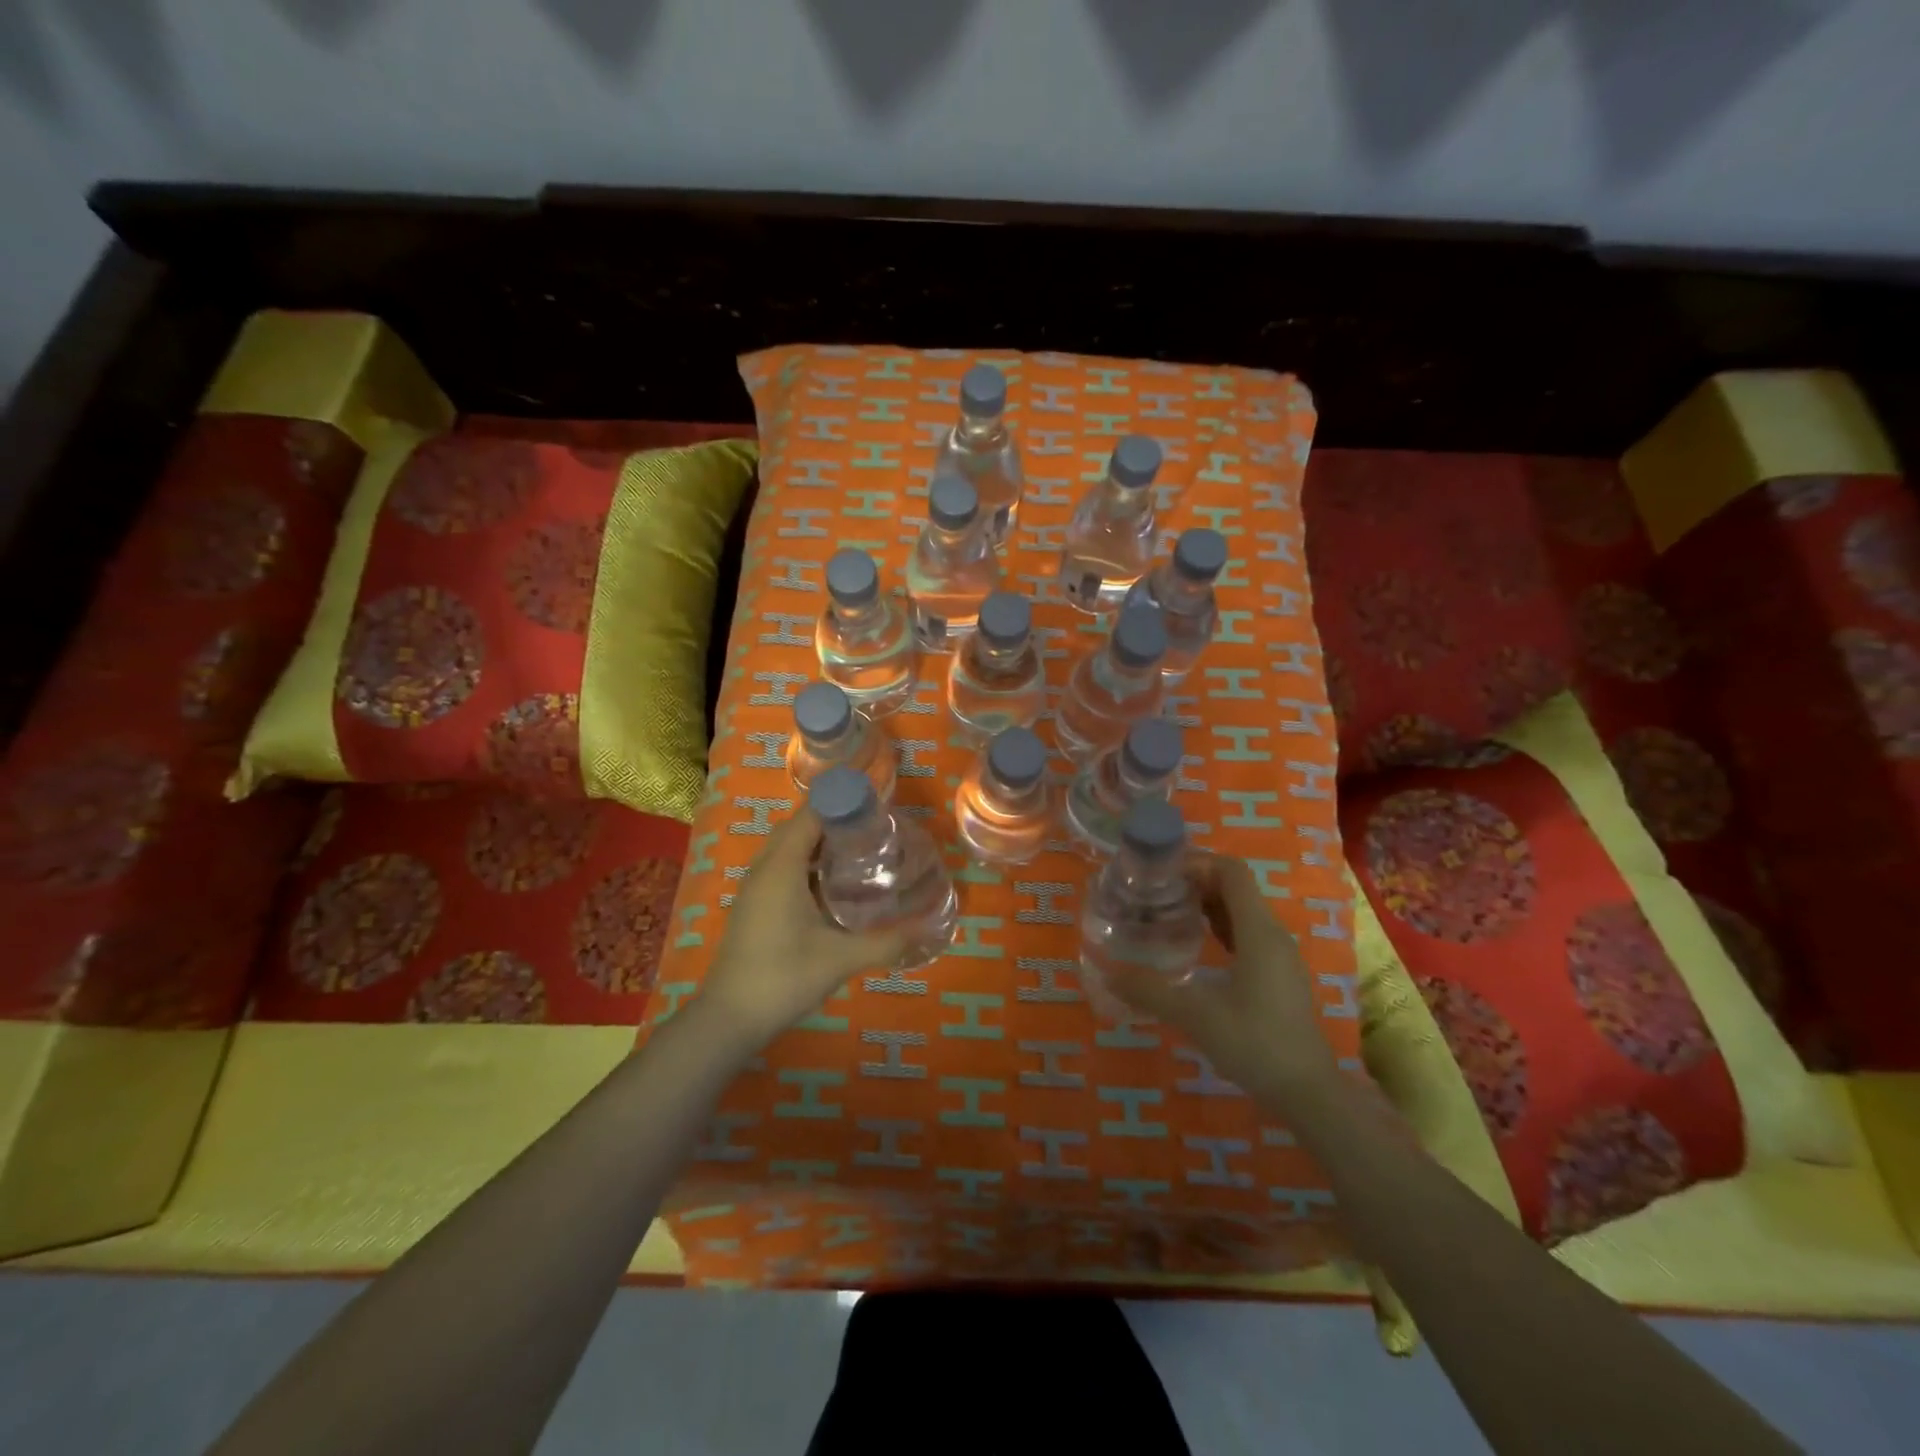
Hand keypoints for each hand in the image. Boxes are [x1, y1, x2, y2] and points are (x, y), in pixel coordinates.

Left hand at [699, 809, 905, 1050]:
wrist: (729, 1018)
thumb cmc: (783, 977)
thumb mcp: (841, 959)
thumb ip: (886, 942)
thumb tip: (927, 928)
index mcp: (782, 867)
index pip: (811, 815)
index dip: (842, 801)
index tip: (876, 799)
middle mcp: (765, 868)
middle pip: (799, 826)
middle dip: (834, 818)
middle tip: (875, 824)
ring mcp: (755, 888)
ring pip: (788, 848)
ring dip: (819, 840)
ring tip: (860, 846)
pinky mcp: (754, 905)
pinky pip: (782, 867)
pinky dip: (807, 862)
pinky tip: (833, 882)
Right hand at [1104, 853, 1340, 1097]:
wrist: (1308, 1093)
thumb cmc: (1255, 1044)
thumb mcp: (1195, 1015)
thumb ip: (1150, 991)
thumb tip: (1109, 974)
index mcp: (1258, 931)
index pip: (1231, 872)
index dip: (1197, 862)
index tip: (1160, 872)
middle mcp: (1272, 935)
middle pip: (1235, 888)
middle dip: (1195, 882)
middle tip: (1154, 892)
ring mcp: (1279, 956)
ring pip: (1241, 912)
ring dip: (1206, 905)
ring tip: (1167, 912)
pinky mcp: (1278, 976)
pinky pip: (1246, 935)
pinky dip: (1219, 928)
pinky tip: (1194, 945)